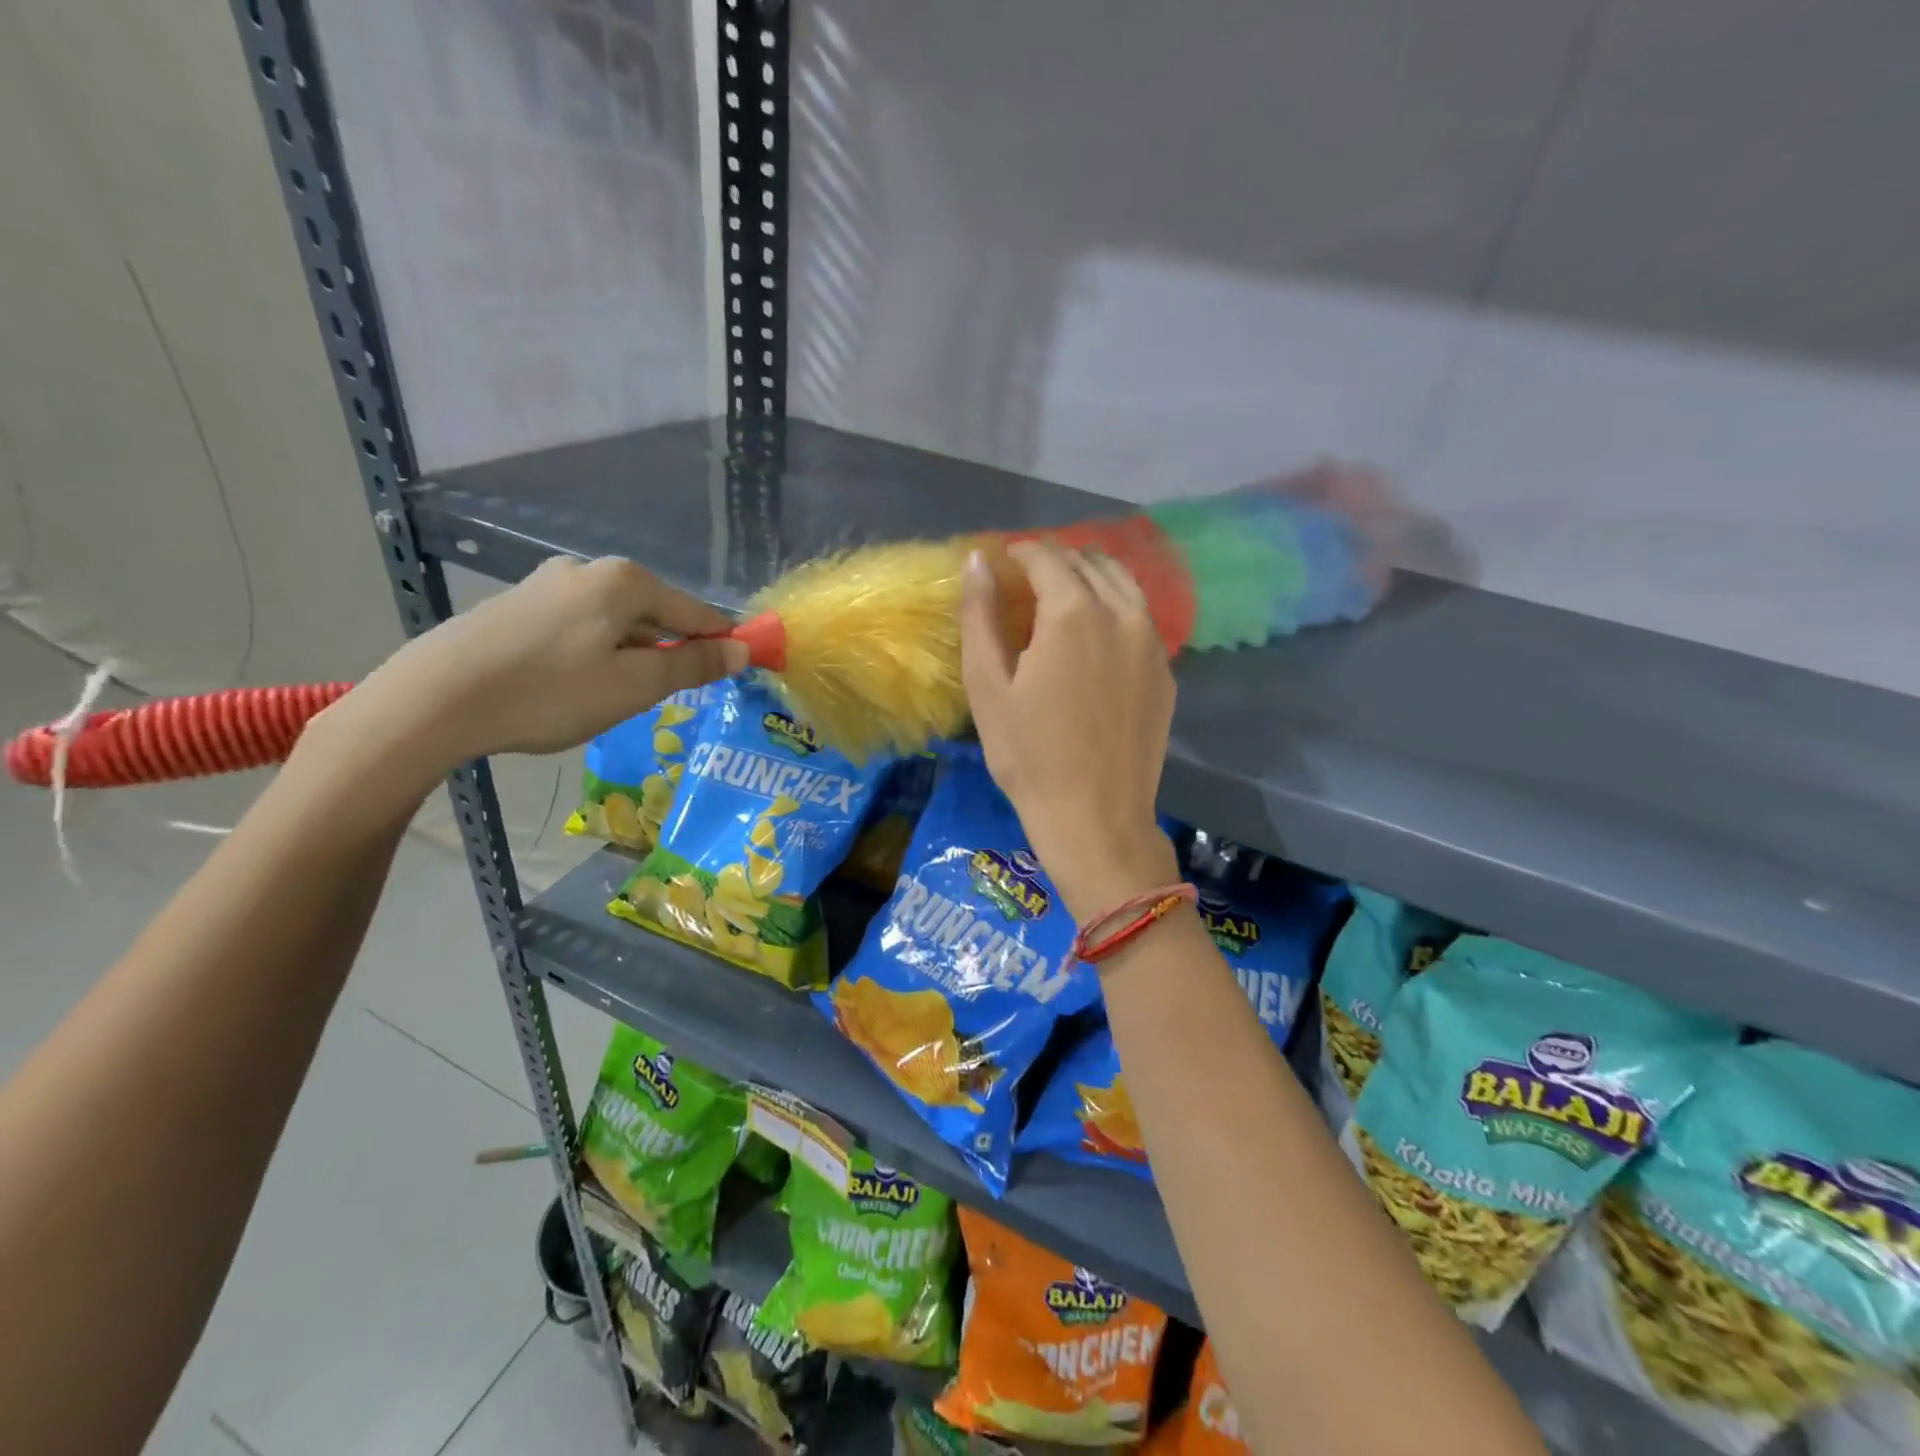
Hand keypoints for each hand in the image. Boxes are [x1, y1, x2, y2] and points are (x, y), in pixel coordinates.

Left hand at [339, 556, 745, 775]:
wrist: (434, 699)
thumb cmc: (550, 693)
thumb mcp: (635, 685)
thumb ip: (692, 664)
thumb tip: (741, 650)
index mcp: (625, 582)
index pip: (695, 612)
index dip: (720, 643)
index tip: (737, 671)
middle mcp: (588, 571)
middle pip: (653, 614)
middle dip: (668, 652)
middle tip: (665, 698)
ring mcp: (546, 585)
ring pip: (614, 623)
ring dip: (630, 656)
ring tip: (615, 699)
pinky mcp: (516, 607)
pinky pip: (579, 628)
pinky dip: (594, 654)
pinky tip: (574, 687)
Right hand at [959, 541, 1179, 919]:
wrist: (1096, 817)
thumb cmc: (1029, 756)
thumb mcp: (988, 686)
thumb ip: (980, 615)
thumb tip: (977, 560)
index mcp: (1073, 612)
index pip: (1046, 556)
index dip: (1019, 553)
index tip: (1001, 565)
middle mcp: (1121, 613)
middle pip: (1088, 563)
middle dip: (1053, 563)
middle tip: (1025, 584)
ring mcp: (1152, 642)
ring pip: (1122, 584)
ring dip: (1089, 578)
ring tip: (1060, 601)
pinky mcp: (1165, 671)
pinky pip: (1140, 618)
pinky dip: (1115, 608)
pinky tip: (1095, 636)